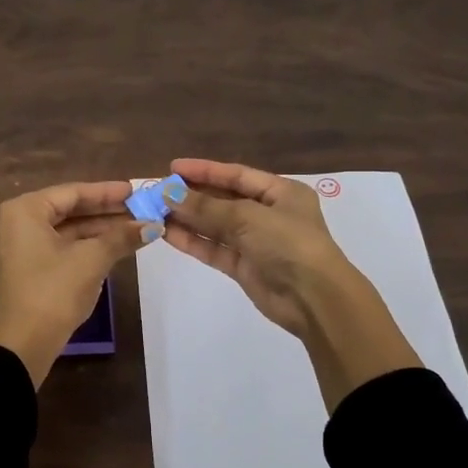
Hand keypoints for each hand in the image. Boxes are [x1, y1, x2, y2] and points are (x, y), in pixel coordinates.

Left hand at [0, 180, 155, 386]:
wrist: (24, 344)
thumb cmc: (54, 291)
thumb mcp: (92, 259)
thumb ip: (122, 237)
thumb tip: (154, 224)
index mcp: (25, 210)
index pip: (73, 192)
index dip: (108, 192)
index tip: (136, 190)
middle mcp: (17, 222)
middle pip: (69, 209)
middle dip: (106, 211)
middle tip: (141, 208)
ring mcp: (20, 246)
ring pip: (66, 229)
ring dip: (99, 229)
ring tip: (135, 226)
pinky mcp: (27, 268)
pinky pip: (59, 246)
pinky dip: (85, 245)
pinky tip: (114, 245)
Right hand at [162, 159, 420, 410]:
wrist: (314, 299)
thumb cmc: (288, 244)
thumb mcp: (247, 218)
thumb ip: (206, 207)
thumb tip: (168, 193)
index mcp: (281, 192)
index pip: (237, 175)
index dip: (204, 170)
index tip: (172, 168)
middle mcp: (268, 214)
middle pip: (223, 199)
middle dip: (191, 196)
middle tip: (157, 192)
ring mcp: (256, 242)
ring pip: (215, 225)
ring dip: (187, 219)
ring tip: (154, 211)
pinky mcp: (244, 267)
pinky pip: (214, 248)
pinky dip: (192, 241)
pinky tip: (167, 233)